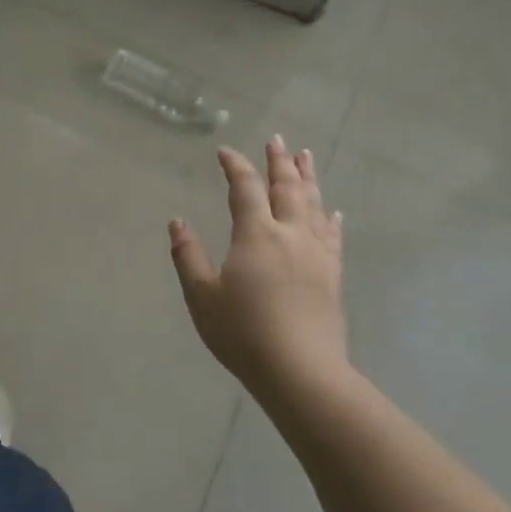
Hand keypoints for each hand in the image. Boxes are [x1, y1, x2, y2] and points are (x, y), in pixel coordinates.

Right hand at [170, 139, 348, 393]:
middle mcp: (290, 235)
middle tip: (277, 140)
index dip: (235, 166)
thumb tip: (177, 222)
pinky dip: (330, 218)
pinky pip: (332, 236)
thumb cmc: (243, 333)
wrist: (300, 371)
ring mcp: (316, 254)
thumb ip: (188, 256)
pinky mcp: (332, 275)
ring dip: (308, 178)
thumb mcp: (202, 296)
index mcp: (256, 235)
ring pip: (313, 205)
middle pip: (287, 188)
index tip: (225, 151)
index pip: (245, 189)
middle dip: (279, 162)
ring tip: (305, 157)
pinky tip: (333, 212)